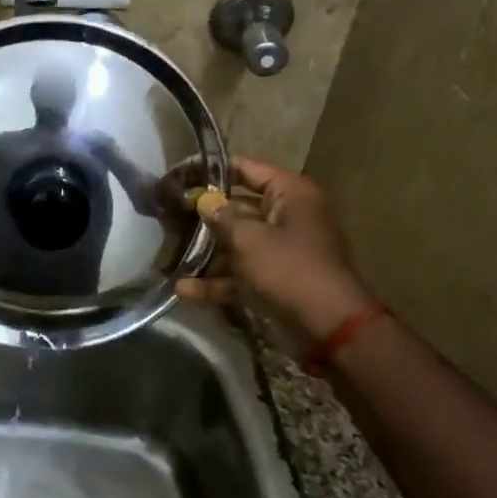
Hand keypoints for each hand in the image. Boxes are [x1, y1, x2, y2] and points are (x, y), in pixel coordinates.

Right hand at [174, 158, 373, 348]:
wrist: (329, 328)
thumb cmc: (289, 269)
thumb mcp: (249, 238)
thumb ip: (221, 216)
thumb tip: (202, 200)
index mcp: (291, 195)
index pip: (246, 169)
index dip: (211, 169)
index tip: (179, 174)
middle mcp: (287, 217)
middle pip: (238, 207)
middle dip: (204, 214)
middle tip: (167, 212)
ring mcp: (281, 251)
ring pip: (237, 243)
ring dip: (206, 251)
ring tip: (169, 251)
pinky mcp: (274, 280)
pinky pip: (240, 273)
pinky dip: (216, 281)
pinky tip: (183, 289)